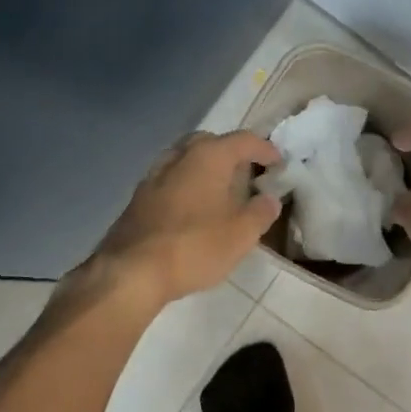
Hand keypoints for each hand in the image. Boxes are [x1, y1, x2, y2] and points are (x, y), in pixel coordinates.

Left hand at [92, 131, 282, 305]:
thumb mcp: (241, 234)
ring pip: (185, 159)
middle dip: (230, 153)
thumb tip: (269, 199)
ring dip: (205, 168)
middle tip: (247, 173)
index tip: (278, 164)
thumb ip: (260, 212)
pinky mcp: (138, 197)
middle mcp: (180, 156)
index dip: (265, 149)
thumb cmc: (195, 246)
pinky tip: (192, 208)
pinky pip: (170, 179)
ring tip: (220, 190)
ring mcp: (154, 175)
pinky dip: (186, 184)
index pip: (243, 140)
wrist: (132, 271)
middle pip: (210, 142)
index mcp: (209, 156)